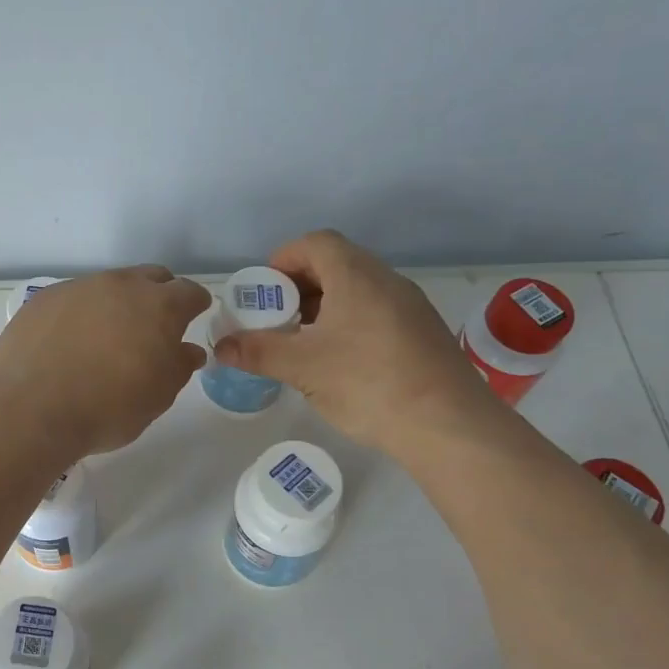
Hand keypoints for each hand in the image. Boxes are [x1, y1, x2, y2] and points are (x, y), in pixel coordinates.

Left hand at [0, 266, 210, 459]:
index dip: (195, 305)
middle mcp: (119, 285)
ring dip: (116, 303)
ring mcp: (77, 288)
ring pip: (108, 286)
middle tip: (153, 326)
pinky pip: (72, 299)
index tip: (193, 317)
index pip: (189, 292)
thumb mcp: (158, 396)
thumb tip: (187, 350)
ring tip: (106, 337)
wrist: (31, 410)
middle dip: (159, 295)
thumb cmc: (108, 408)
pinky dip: (79, 314)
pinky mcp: (42, 299)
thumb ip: (179, 366)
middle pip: (150, 278)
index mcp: (158, 306)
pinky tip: (68, 342)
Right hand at [212, 230, 490, 449]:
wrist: (449, 425)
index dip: (284, 260)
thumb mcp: (302, 367)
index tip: (265, 292)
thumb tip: (220, 347)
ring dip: (325, 308)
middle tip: (277, 320)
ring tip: (303, 343)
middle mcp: (386, 281)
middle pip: (336, 264)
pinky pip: (376, 313)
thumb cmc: (368, 383)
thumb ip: (257, 351)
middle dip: (300, 287)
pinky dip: (349, 325)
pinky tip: (339, 363)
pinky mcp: (423, 334)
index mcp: (356, 276)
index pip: (315, 243)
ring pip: (358, 291)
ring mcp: (410, 307)